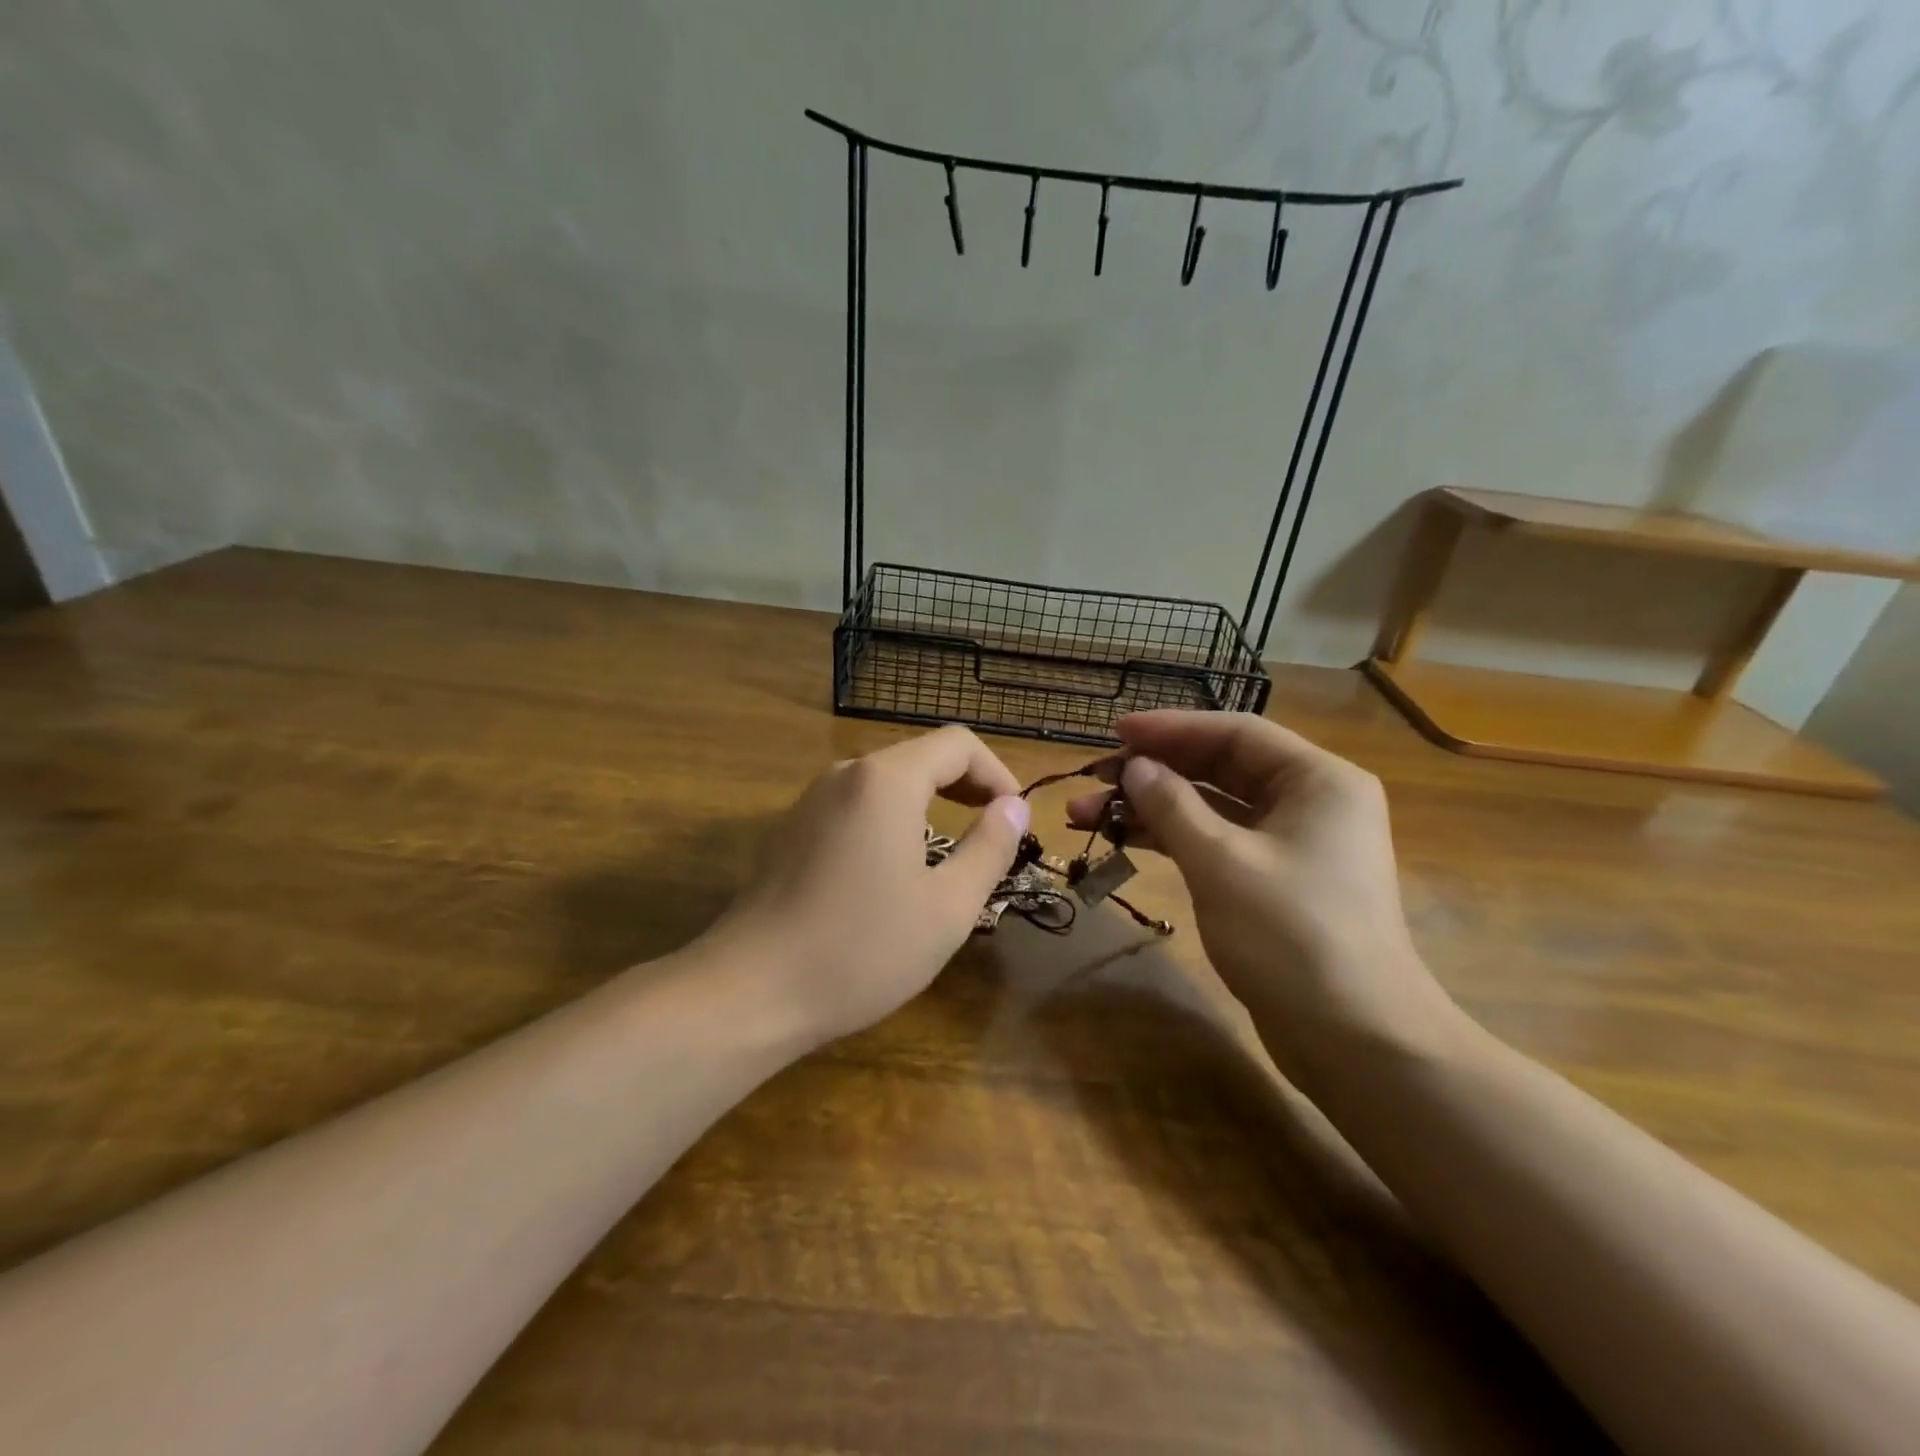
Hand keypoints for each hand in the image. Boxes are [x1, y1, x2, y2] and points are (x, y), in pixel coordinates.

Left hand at [709, 725, 1030, 1048]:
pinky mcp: (792, 830)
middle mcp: (846, 775)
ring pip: (886, 783)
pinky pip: (856, 807)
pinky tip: (894, 873)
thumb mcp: (947, 907)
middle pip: (921, 758)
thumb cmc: (861, 949)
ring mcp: (811, 800)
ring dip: (928, 806)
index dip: (997, 773)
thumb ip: (989, 848)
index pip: (957, 744)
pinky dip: (891, 822)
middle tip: (993, 835)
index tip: (1015, 819)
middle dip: (966, 788)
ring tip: (950, 858)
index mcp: (886, 781)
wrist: (750, 991)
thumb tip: (1014, 807)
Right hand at [1066, 710, 1460, 1082]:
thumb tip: (1134, 768)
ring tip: (1085, 815)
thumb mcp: (1221, 861)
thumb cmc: (1293, 935)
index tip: (1114, 731)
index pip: (1235, 733)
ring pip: (1211, 809)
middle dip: (1153, 773)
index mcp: (1318, 780)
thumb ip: (1172, 805)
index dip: (1170, 728)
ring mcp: (1292, 845)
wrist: (1356, 1042)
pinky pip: (1216, 843)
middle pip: (1220, 768)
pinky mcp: (1273, 883)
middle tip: (1092, 779)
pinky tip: (1124, 841)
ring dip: (1151, 809)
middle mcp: (1310, 802)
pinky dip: (1172, 841)